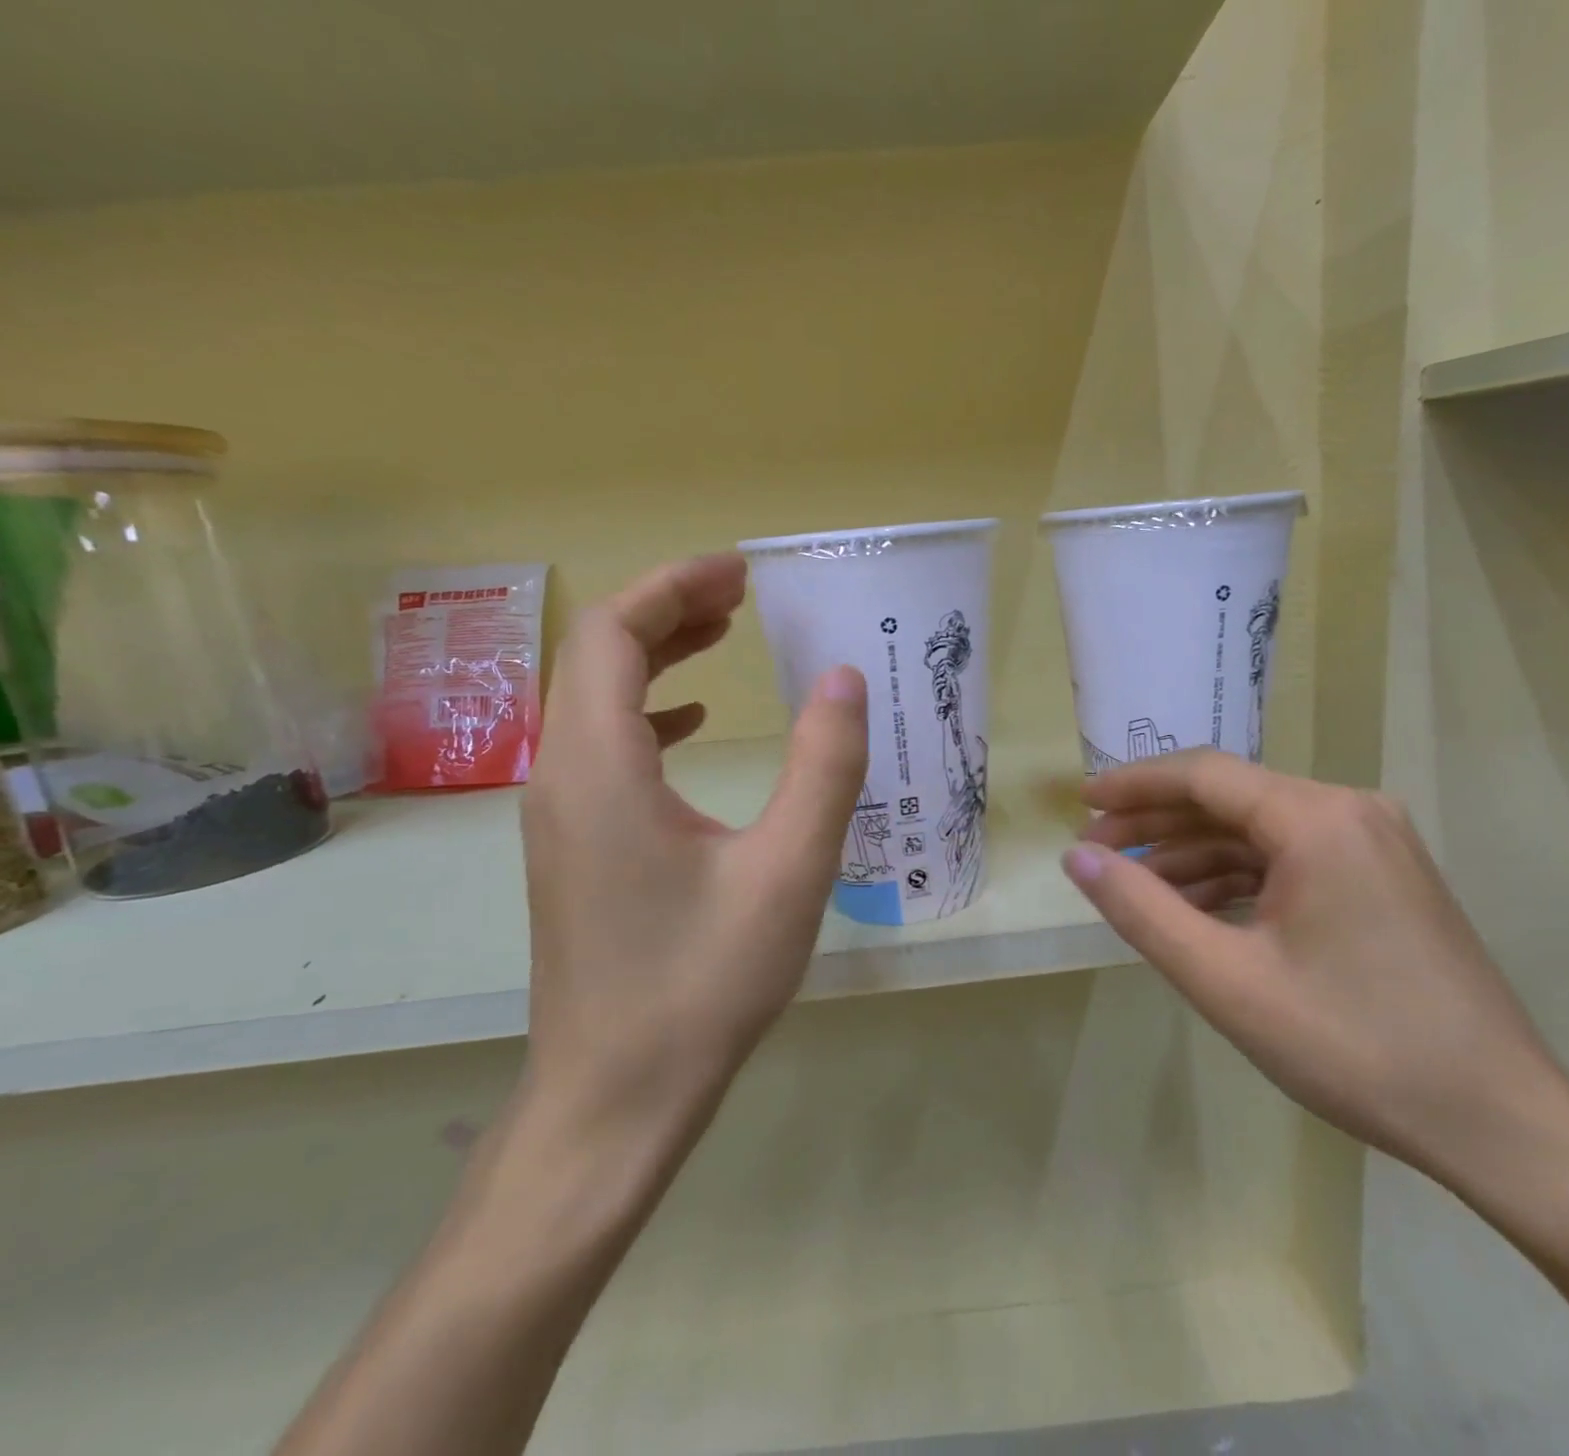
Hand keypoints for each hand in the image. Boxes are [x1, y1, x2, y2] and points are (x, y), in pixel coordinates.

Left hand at [520, 553, 868, 1133]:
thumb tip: (843, 679)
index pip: (612, 635)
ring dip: (656, 656)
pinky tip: (692, 723)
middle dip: (667, 610)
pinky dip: (648, 712)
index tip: (738, 571)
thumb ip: (823, 767)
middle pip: (596, 657)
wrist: (616, 1096)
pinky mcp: (574, 846)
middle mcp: (562, 777)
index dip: (672, 587)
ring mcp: (560, 814)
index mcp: (601, 768)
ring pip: (595, 701)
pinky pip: (601, 748)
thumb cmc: (703, 983)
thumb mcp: (789, 871)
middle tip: (741, 595)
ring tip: (725, 636)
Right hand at [1063, 750, 1568, 1191]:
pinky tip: (1199, 911)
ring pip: (1258, 831)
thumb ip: (1141, 910)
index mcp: (1318, 818)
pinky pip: (1290, 859)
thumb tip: (1077, 857)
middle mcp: (1350, 811)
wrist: (1497, 1121)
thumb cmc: (1353, 1047)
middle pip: (1230, 799)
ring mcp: (1373, 843)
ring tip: (1138, 889)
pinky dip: (1237, 878)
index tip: (1080, 805)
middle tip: (1096, 852)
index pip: (1204, 775)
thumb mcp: (1226, 981)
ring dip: (1194, 855)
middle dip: (1157, 824)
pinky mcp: (1382, 877)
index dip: (1134, 786)